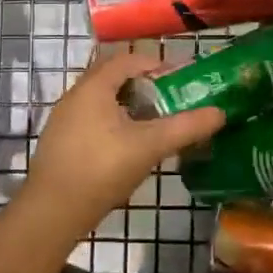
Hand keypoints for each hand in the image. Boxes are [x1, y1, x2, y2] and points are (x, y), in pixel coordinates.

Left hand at [26, 51, 225, 229]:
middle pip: (113, 77)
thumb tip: (220, 113)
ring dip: (128, 105)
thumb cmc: (102, 169)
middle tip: (170, 100)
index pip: (128, 60)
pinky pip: (91, 119)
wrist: (52, 212)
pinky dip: (113, 122)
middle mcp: (75, 95)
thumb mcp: (150, 146)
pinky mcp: (60, 142)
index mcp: (94, 87)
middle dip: (143, 84)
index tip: (181, 79)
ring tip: (154, 123)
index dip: (156, 64)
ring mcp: (64, 119)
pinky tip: (128, 146)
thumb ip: (186, 127)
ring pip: (102, 100)